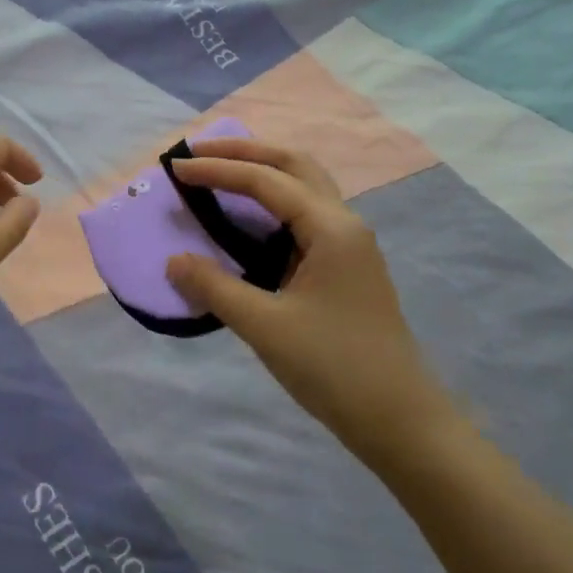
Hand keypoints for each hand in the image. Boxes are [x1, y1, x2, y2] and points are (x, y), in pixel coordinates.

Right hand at [165, 139, 461, 466]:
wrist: (400, 420)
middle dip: (245, 152)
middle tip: (199, 152)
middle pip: (293, 165)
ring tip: (221, 172)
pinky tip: (250, 218)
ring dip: (263, 171)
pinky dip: (274, 201)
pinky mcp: (346, 266)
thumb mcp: (265, 326)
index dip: (217, 170)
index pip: (266, 181)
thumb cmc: (333, 367)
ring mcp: (350, 245)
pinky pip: (306, 214)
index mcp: (330, 228)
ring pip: (305, 186)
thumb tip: (173, 261)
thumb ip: (215, 286)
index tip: (175, 168)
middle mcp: (345, 224)